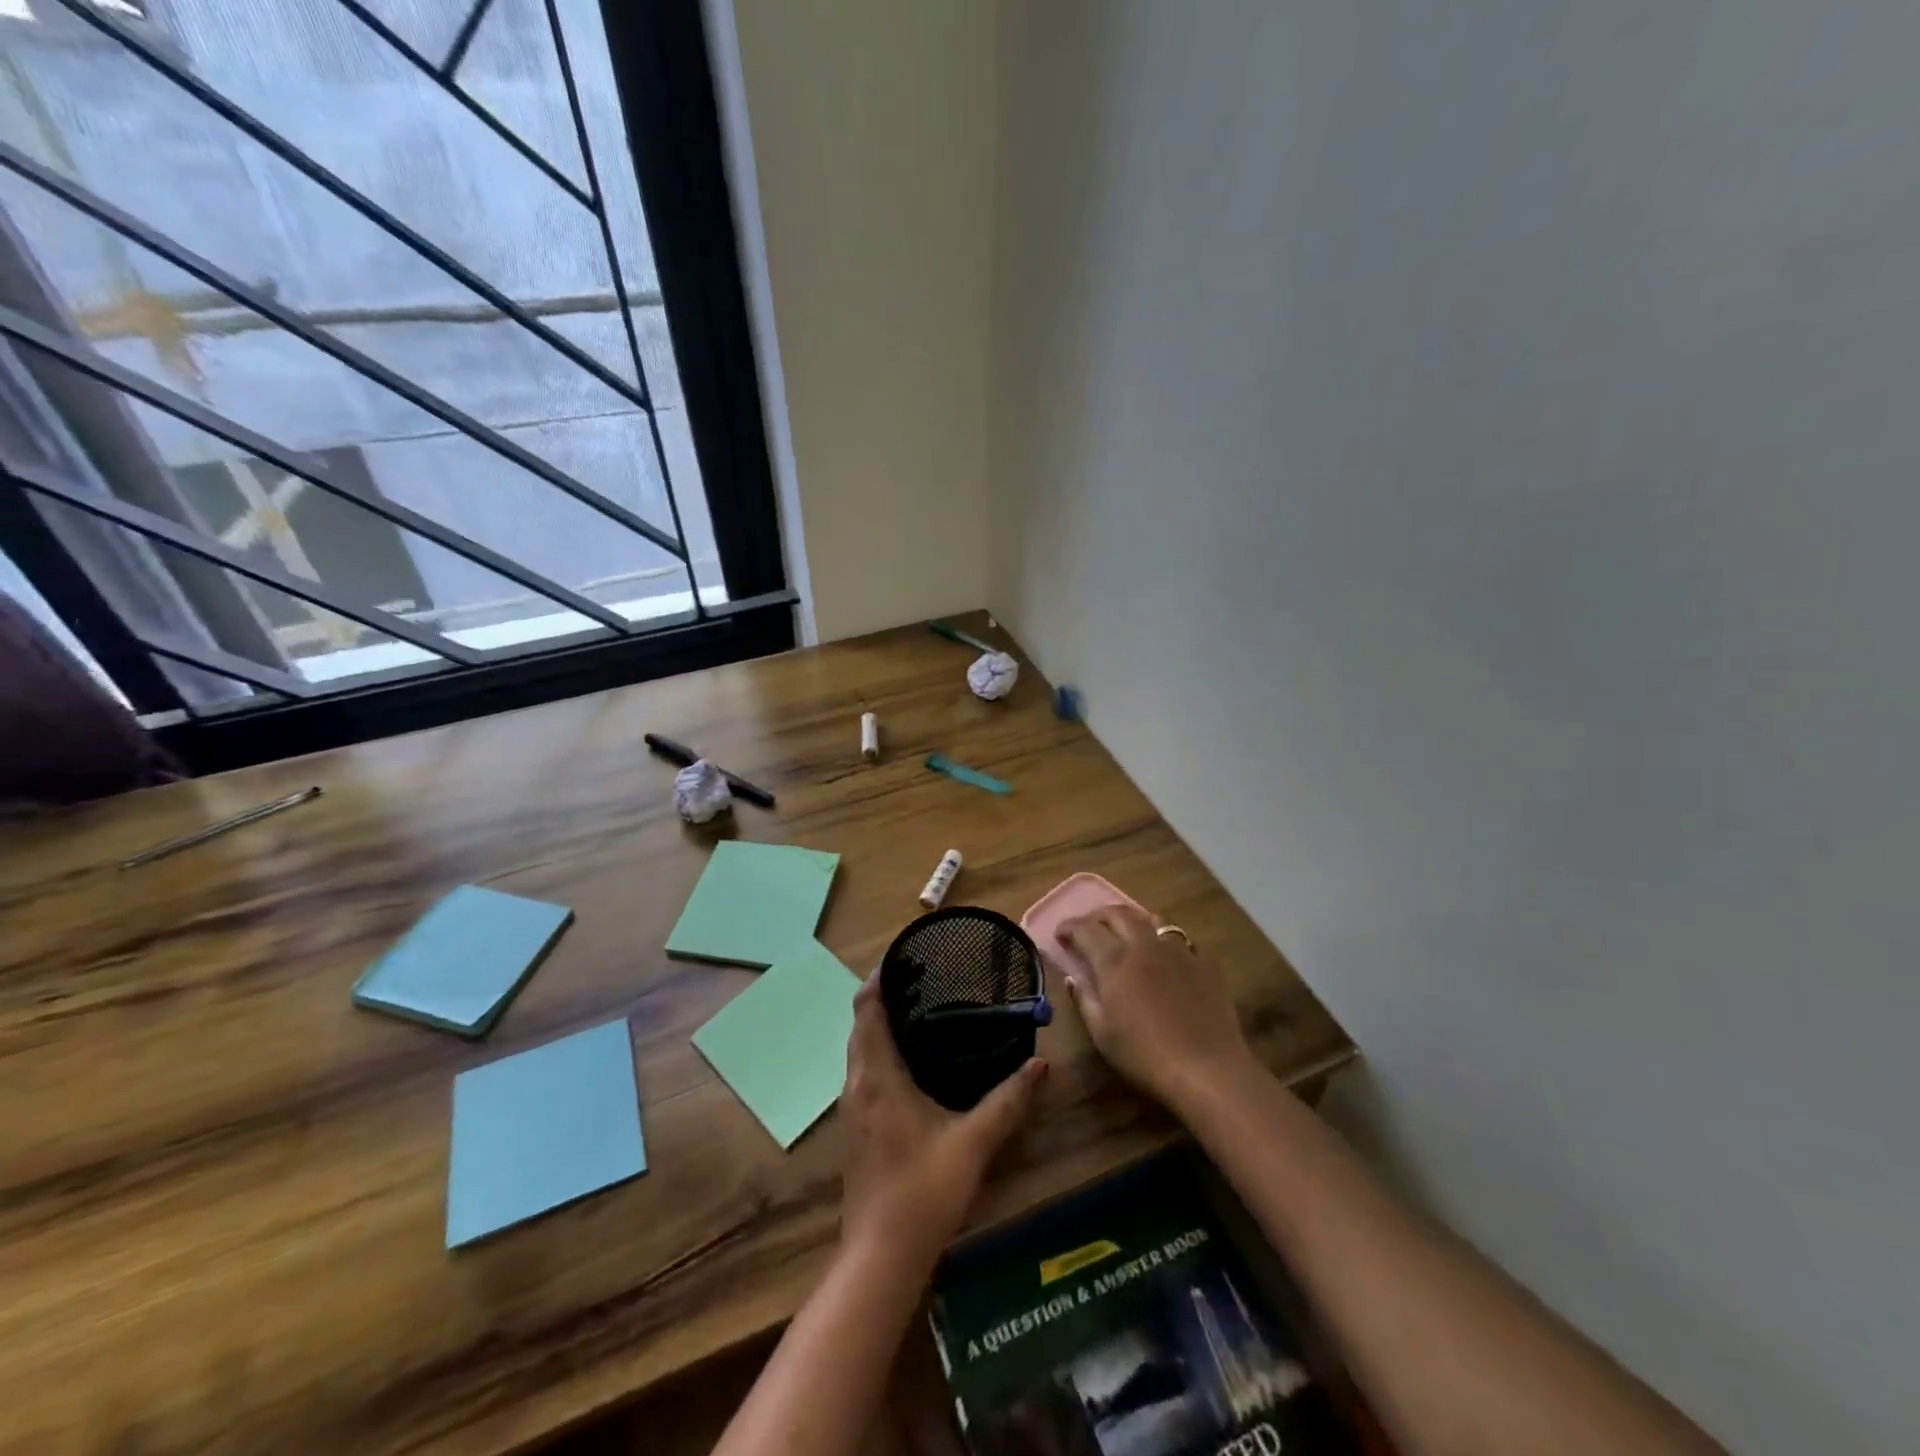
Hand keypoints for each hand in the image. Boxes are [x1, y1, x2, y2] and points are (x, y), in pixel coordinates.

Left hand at [839, 974, 1045, 1273]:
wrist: (879, 1258)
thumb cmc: (923, 1192)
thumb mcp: (973, 1143)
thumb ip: (1008, 1101)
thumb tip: (1042, 1064)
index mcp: (877, 1075)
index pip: (867, 1009)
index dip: (879, 978)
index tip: (905, 956)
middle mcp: (856, 1084)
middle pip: (860, 1024)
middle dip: (883, 995)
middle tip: (922, 978)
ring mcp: (850, 1108)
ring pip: (859, 1049)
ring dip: (879, 1024)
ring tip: (919, 1009)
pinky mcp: (855, 1128)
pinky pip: (862, 1071)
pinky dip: (879, 1050)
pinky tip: (910, 1061)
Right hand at [1056, 904, 1257, 1112]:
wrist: (1208, 1069)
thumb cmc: (1145, 1055)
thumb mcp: (1102, 1034)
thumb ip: (1084, 999)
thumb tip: (1073, 977)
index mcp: (1114, 960)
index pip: (1085, 929)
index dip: (1069, 926)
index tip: (1060, 933)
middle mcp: (1144, 945)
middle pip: (1118, 913)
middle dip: (1098, 915)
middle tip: (1088, 926)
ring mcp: (1178, 950)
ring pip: (1151, 919)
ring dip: (1132, 919)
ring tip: (1125, 931)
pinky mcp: (1204, 963)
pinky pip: (1180, 938)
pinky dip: (1164, 939)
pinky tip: (1164, 953)